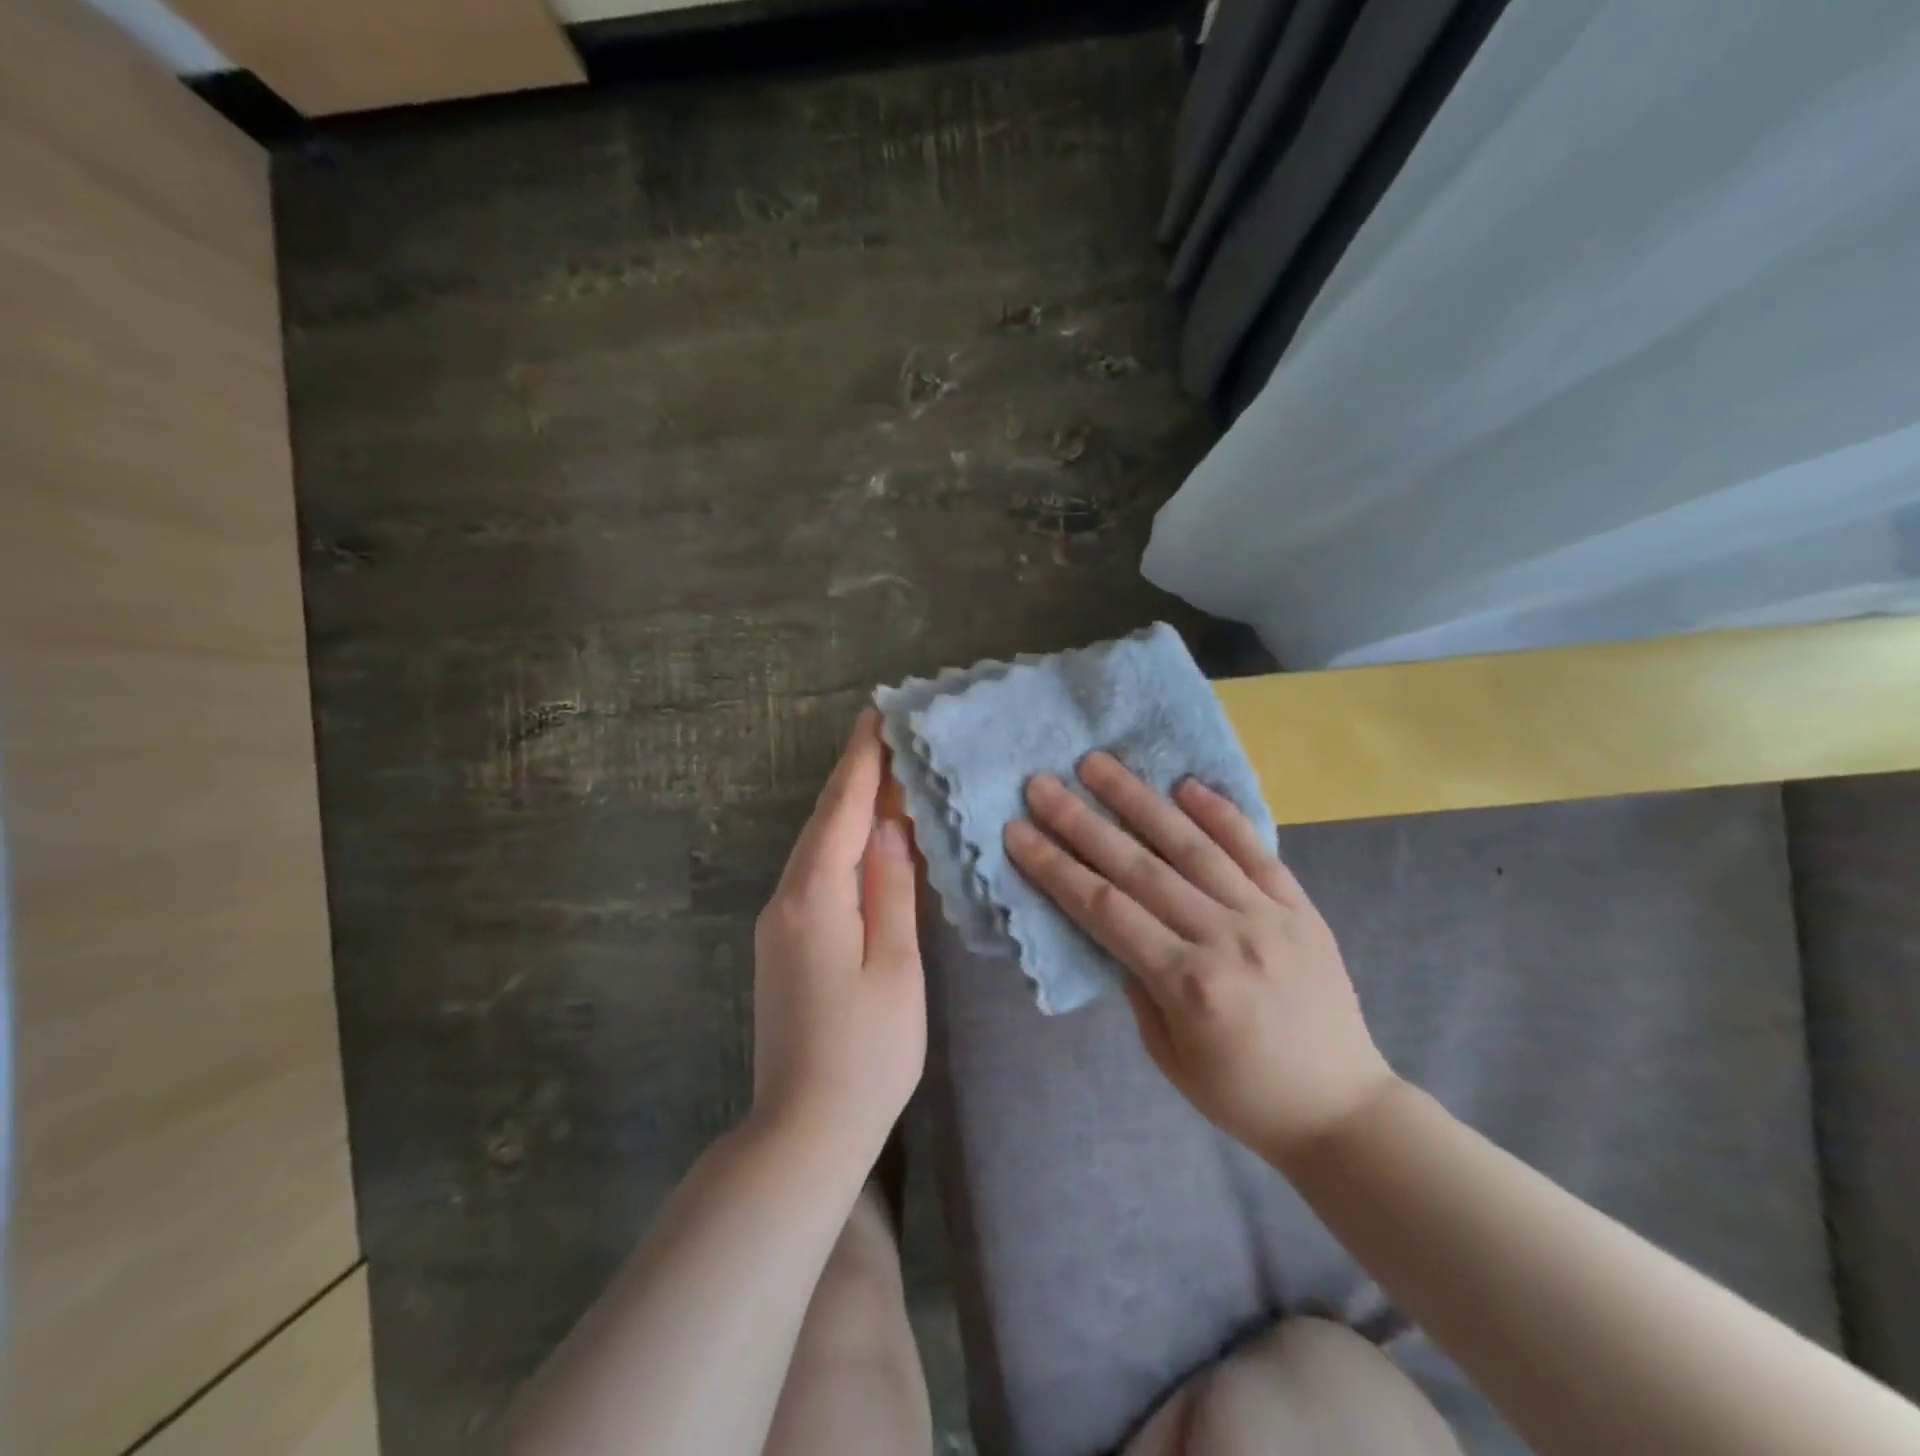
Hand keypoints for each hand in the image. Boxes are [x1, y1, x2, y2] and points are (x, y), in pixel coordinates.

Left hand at [752, 708, 925, 1167]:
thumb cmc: (866, 1052)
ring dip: (847, 809)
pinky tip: (863, 841)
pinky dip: (840, 845)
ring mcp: (777, 924)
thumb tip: (893, 829)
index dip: (861, 762)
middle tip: (883, 734)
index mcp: (815, 898)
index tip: (875, 715)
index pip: (843, 812)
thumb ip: (893, 891)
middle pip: (824, 823)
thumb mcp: (896, 967)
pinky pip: (813, 876)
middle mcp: (785, 900)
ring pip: (816, 848)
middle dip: (853, 776)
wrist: (803, 1130)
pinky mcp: (782, 945)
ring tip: (882, 775)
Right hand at [1004, 752, 1397, 1165]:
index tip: (1017, 830)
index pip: (1104, 909)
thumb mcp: (1170, 1056)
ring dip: (1139, 800)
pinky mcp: (1299, 907)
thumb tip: (1116, 926)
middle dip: (1082, 821)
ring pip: (1191, 846)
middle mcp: (1224, 938)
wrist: (1344, 1111)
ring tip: (1098, 763)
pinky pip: (1255, 851)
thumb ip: (1138, 985)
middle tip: (1042, 783)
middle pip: (1138, 867)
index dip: (1055, 867)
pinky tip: (1185, 783)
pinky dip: (1220, 814)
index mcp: (1187, 984)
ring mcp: (1267, 916)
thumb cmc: (1244, 1096)